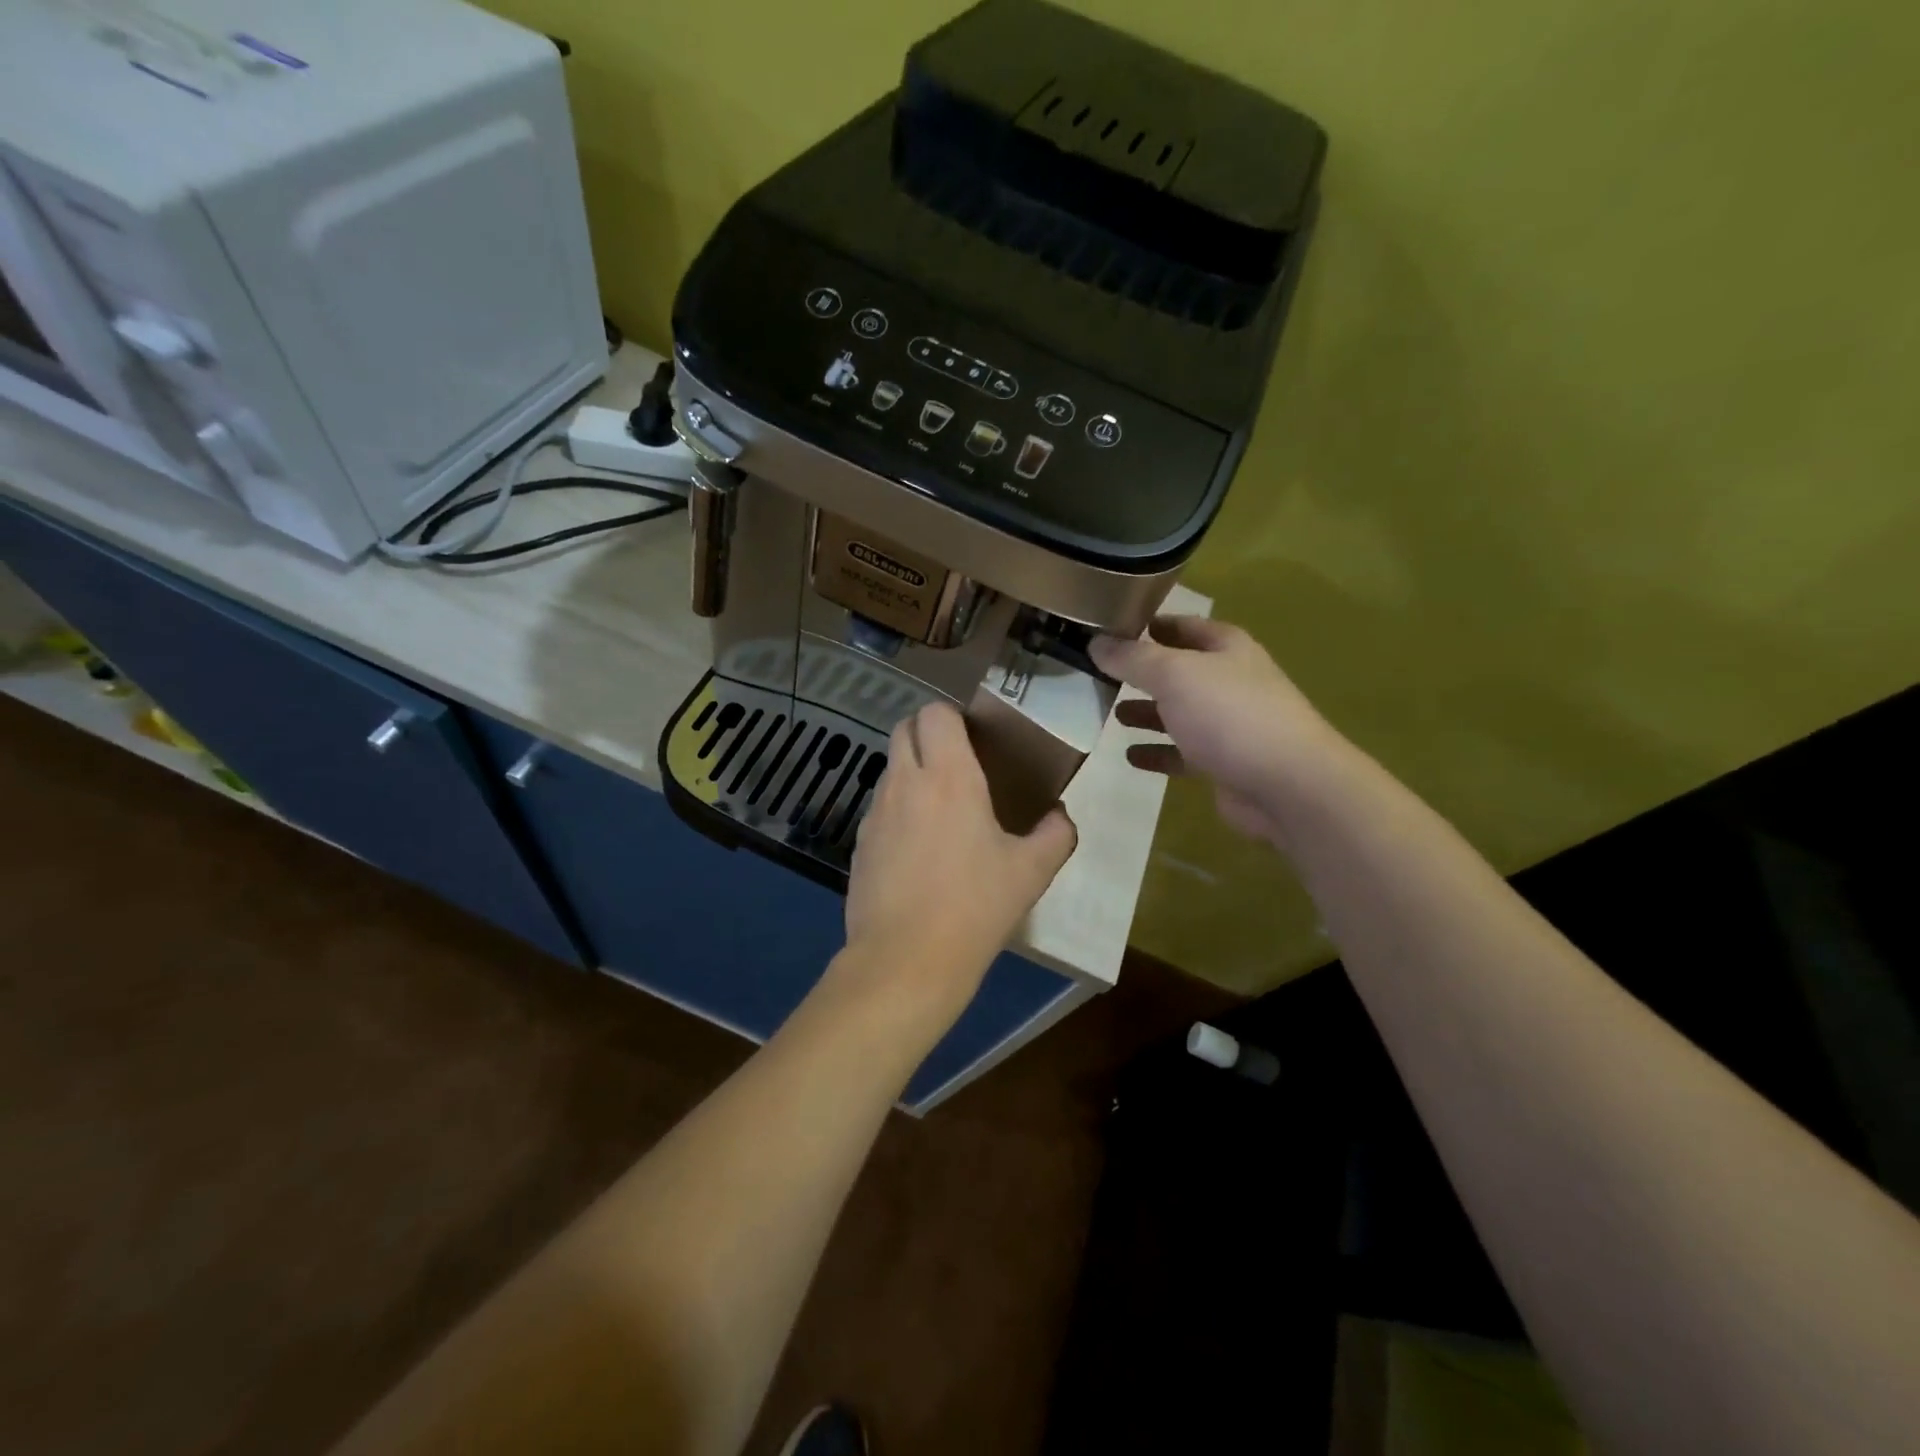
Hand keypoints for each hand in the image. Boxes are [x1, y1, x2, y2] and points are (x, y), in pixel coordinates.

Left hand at [839, 701, 1077, 1030]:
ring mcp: (875, 812)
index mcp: (949, 777)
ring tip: (941, 810)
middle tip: (958, 763)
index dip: (953, 717)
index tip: (975, 739)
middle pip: (904, 728)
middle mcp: (905, 782)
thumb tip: (1061, 817)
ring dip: (912, 772)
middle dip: (927, 733)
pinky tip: (918, 850)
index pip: (935, 713)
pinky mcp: (860, 842)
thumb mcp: (1031, 872)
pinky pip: (880, 808)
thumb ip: (1055, 834)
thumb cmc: (974, 907)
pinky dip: (898, 810)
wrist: (905, 960)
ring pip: (891, 768)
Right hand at [1090, 616, 1345, 844]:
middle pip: (1178, 670)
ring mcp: (1229, 724)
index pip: (1181, 625)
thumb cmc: (1230, 715)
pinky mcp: (1224, 763)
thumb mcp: (1174, 674)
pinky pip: (1182, 753)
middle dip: (1142, 672)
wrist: (1286, 785)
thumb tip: (1095, 642)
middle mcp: (1229, 680)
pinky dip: (1157, 752)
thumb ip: (1132, 658)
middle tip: (1099, 674)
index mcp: (1226, 648)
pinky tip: (1130, 757)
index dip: (1148, 624)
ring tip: (1111, 714)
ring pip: (1179, 713)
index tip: (1109, 629)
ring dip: (1147, 713)